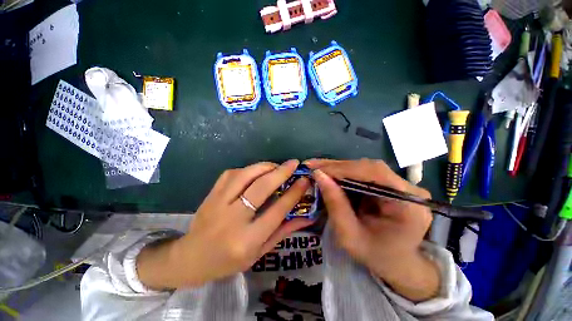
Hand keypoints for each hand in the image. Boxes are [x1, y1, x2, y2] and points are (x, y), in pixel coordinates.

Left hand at [137, 160, 313, 289]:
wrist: (190, 259)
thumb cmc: (229, 261)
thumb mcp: (259, 253)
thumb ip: (283, 231)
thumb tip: (306, 217)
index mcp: (247, 240)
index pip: (277, 210)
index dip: (293, 193)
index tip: (304, 180)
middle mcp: (232, 219)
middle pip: (261, 188)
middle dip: (281, 172)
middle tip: (294, 164)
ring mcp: (218, 204)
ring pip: (245, 175)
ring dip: (264, 167)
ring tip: (276, 166)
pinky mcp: (211, 194)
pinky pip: (231, 174)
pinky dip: (248, 169)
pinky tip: (256, 171)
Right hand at [306, 158, 439, 301]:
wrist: (396, 262)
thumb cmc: (376, 255)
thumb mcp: (349, 236)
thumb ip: (335, 204)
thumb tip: (318, 175)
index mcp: (408, 204)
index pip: (374, 173)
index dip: (343, 168)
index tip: (318, 170)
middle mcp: (407, 189)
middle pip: (368, 167)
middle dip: (337, 166)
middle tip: (313, 165)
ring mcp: (399, 184)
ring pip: (364, 167)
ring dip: (338, 168)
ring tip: (318, 168)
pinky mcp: (389, 184)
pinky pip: (363, 173)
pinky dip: (344, 173)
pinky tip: (329, 174)